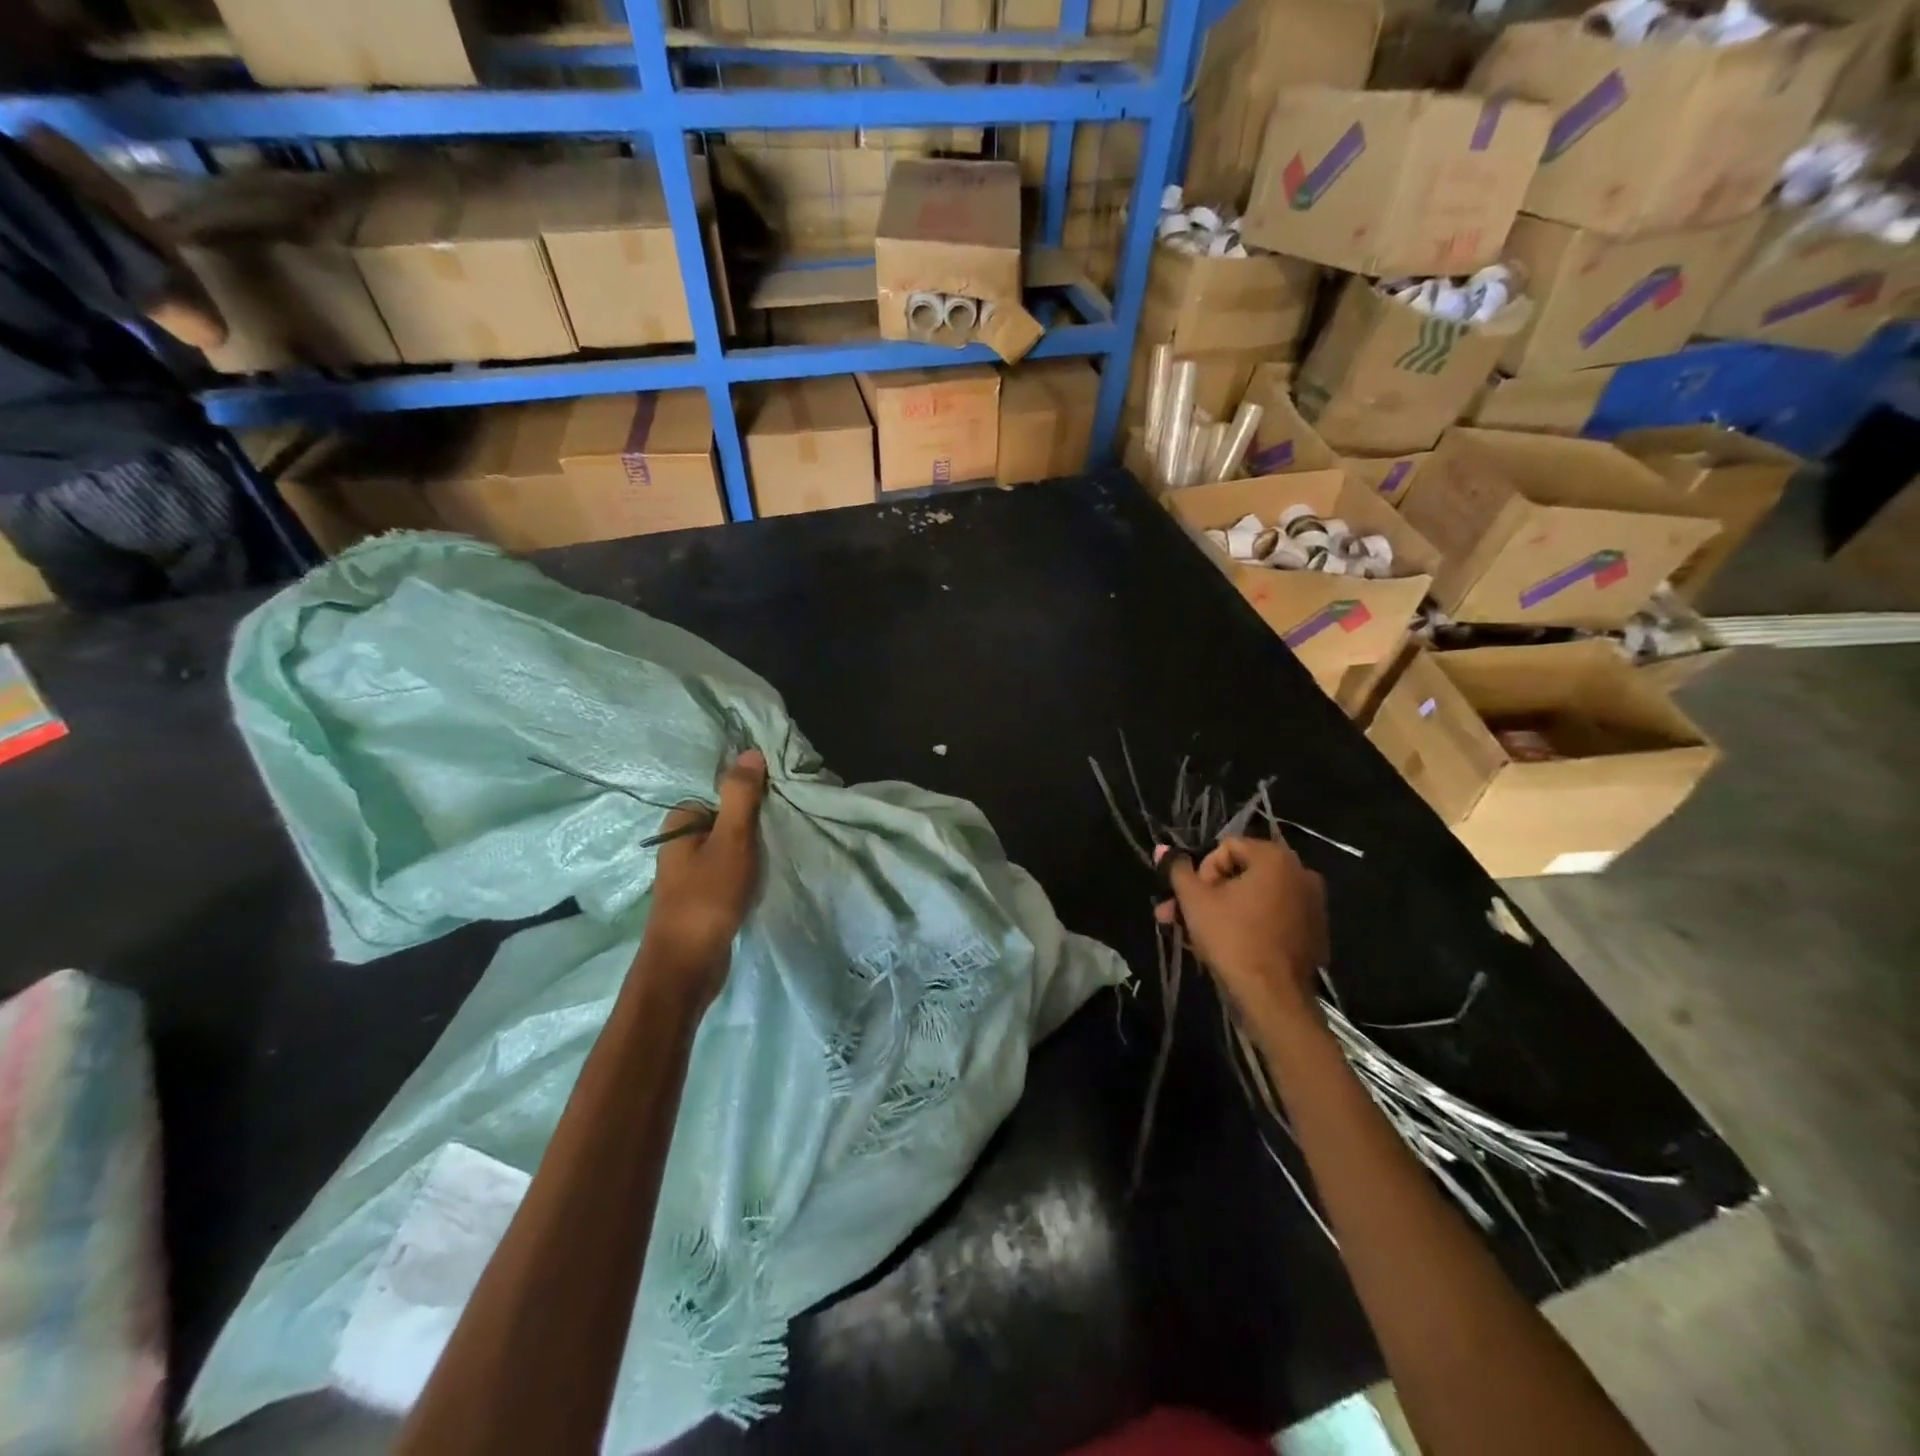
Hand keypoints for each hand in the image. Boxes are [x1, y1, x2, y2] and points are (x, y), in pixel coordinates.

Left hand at [639, 749, 768, 1001]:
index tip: (777, 805)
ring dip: (752, 851)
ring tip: (776, 854)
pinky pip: (729, 871)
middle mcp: (679, 843)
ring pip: (729, 847)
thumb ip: (740, 796)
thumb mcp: (731, 840)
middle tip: (782, 830)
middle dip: (753, 824)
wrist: (687, 966)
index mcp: (680, 822)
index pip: (720, 793)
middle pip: (726, 820)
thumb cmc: (707, 897)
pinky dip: (746, 872)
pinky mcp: (701, 896)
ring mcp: (688, 872)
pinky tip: (763, 879)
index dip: (750, 796)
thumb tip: (750, 752)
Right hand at [1156, 837, 1326, 1021]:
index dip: (1202, 871)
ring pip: (1254, 898)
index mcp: (1276, 858)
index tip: (1191, 898)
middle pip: (1241, 874)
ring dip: (1222, 910)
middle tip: (1177, 916)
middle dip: (1205, 894)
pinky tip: (1226, 945)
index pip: (1226, 847)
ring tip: (1193, 935)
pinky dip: (1249, 925)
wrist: (1273, 998)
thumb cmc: (1232, 939)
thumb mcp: (1195, 900)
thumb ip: (1177, 869)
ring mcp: (1312, 905)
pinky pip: (1272, 918)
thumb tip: (1162, 849)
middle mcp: (1301, 874)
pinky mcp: (1313, 933)